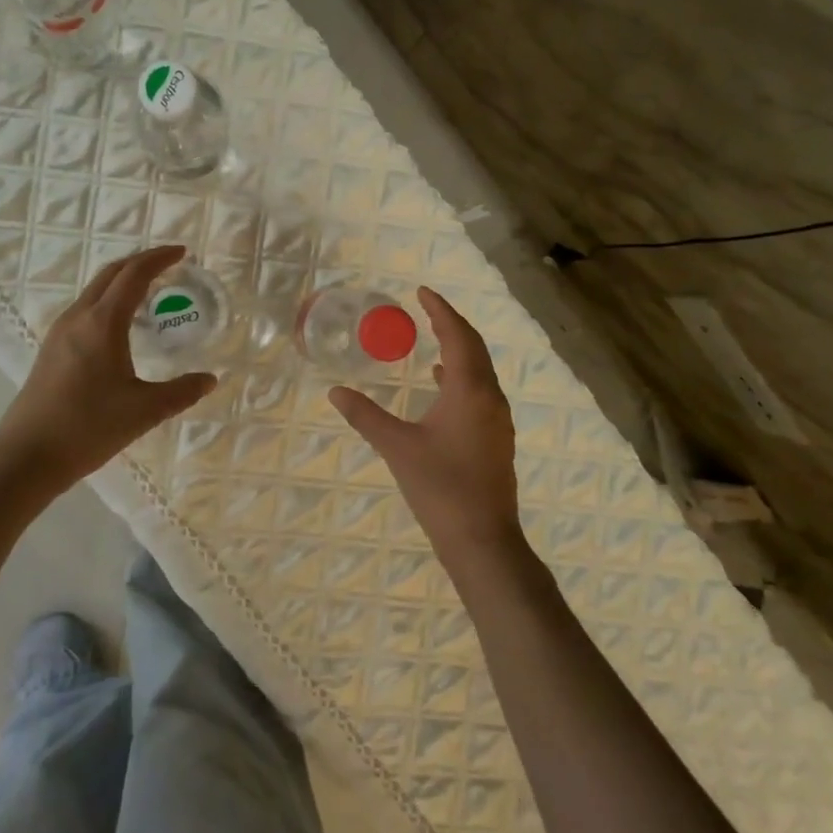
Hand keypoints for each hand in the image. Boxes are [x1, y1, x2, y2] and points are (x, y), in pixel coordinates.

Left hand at [0, 244, 216, 490]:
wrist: (27, 456)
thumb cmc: (88, 428)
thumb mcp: (144, 411)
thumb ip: (181, 392)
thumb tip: (209, 380)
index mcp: (103, 323)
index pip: (134, 275)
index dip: (159, 258)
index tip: (183, 253)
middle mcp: (78, 317)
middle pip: (111, 273)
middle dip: (141, 262)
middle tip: (169, 264)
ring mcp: (60, 332)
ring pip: (95, 290)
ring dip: (122, 281)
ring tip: (149, 292)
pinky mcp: (52, 349)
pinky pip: (85, 309)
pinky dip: (109, 301)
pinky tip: (121, 326)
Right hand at [329, 287, 523, 565]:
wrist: (483, 540)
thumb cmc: (440, 488)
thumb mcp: (397, 448)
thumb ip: (366, 416)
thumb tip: (335, 391)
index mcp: (469, 391)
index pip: (457, 336)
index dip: (440, 310)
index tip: (422, 291)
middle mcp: (489, 398)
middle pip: (474, 348)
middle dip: (451, 324)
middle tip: (428, 307)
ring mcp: (497, 420)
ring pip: (480, 371)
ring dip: (459, 349)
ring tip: (433, 337)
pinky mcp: (496, 439)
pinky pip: (480, 391)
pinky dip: (461, 375)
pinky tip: (441, 383)